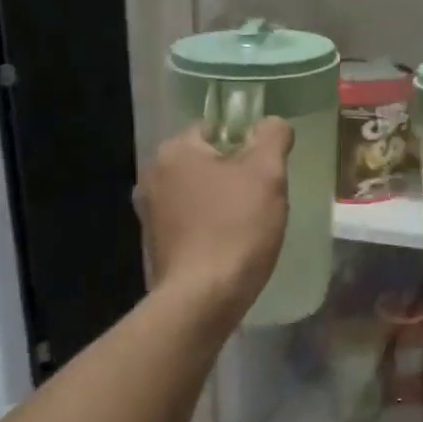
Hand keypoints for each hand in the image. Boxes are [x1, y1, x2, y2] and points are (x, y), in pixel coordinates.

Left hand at [138, 119, 293, 315]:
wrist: (203, 298)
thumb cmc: (236, 227)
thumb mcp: (267, 173)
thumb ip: (273, 137)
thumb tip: (273, 123)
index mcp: (174, 151)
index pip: (215, 129)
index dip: (246, 144)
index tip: (267, 170)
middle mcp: (153, 176)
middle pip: (206, 162)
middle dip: (235, 175)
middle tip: (263, 198)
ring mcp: (149, 213)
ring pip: (198, 193)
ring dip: (222, 202)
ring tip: (250, 225)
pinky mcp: (155, 244)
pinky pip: (190, 222)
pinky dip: (209, 227)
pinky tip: (230, 246)